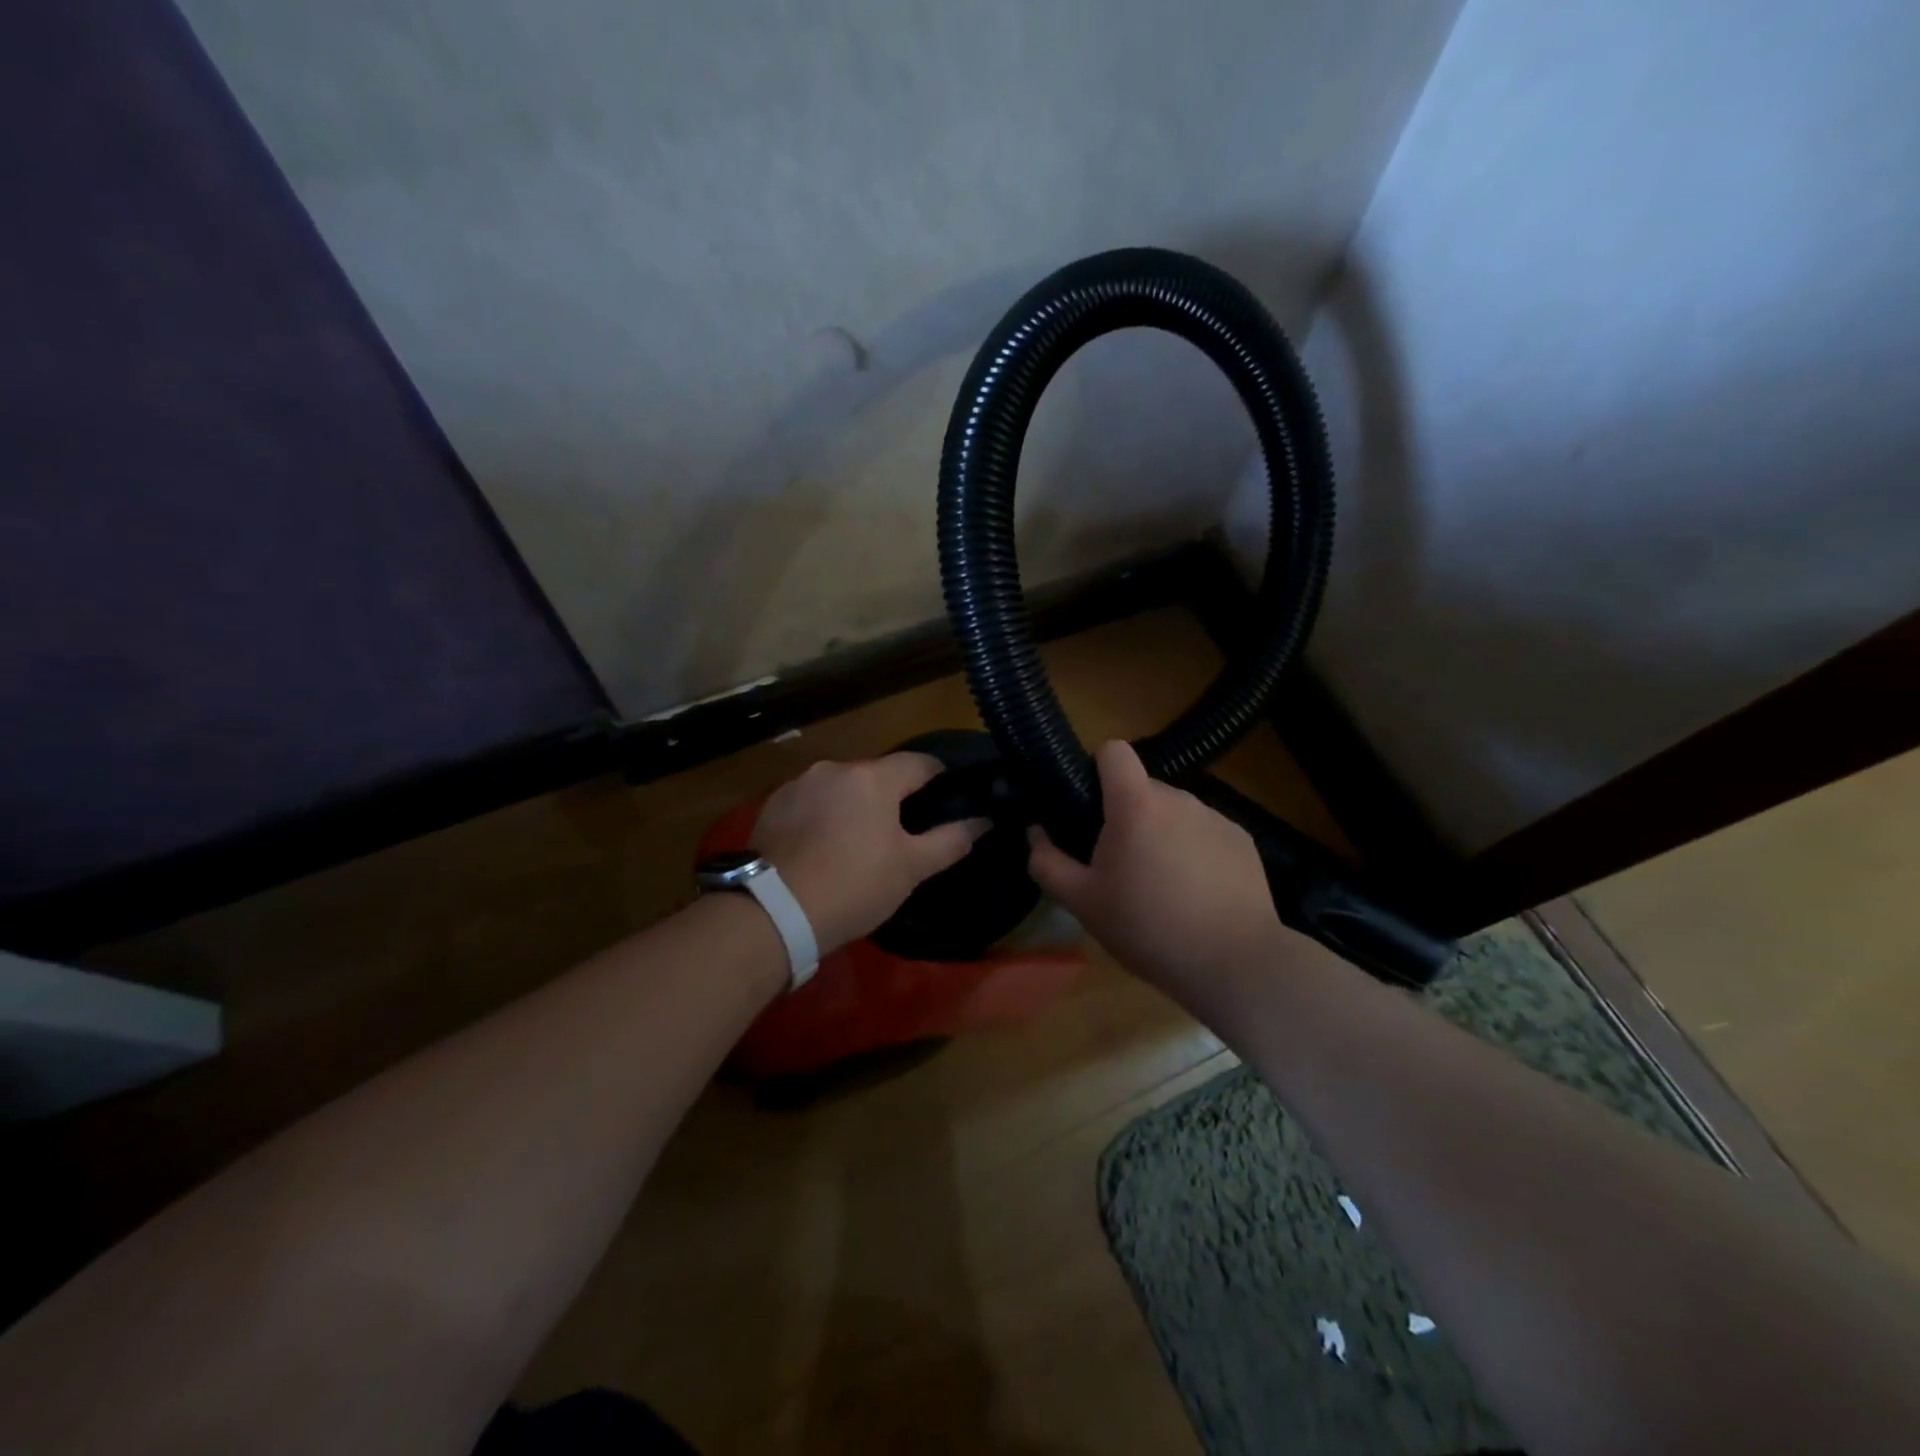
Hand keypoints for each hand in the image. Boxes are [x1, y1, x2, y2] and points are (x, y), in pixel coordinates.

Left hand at [754, 754, 987, 953]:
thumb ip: (951, 840)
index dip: (939, 778)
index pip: (920, 762)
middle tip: (900, 834)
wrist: (773, 912)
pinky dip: (823, 815)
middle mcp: (835, 768)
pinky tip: (821, 847)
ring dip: (855, 805)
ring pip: (842, 787)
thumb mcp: (911, 868)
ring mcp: (799, 784)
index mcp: (873, 778)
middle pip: (877, 774)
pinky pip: (811, 801)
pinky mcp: (772, 805)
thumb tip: (983, 820)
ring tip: (856, 843)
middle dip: (893, 796)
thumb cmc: (854, 886)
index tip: (946, 800)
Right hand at [1028, 740, 1287, 1000]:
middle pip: (1142, 789)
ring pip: (1174, 813)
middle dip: (1127, 816)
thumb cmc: (1148, 927)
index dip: (1096, 769)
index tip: (1090, 807)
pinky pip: (1204, 833)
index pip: (1113, 751)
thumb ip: (1048, 862)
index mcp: (1136, 804)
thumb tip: (1036, 832)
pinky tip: (1198, 895)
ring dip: (1161, 834)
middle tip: (1120, 867)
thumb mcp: (1082, 902)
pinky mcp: (1243, 840)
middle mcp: (1179, 798)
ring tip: (1162, 887)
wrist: (1233, 962)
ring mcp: (1216, 817)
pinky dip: (1194, 852)